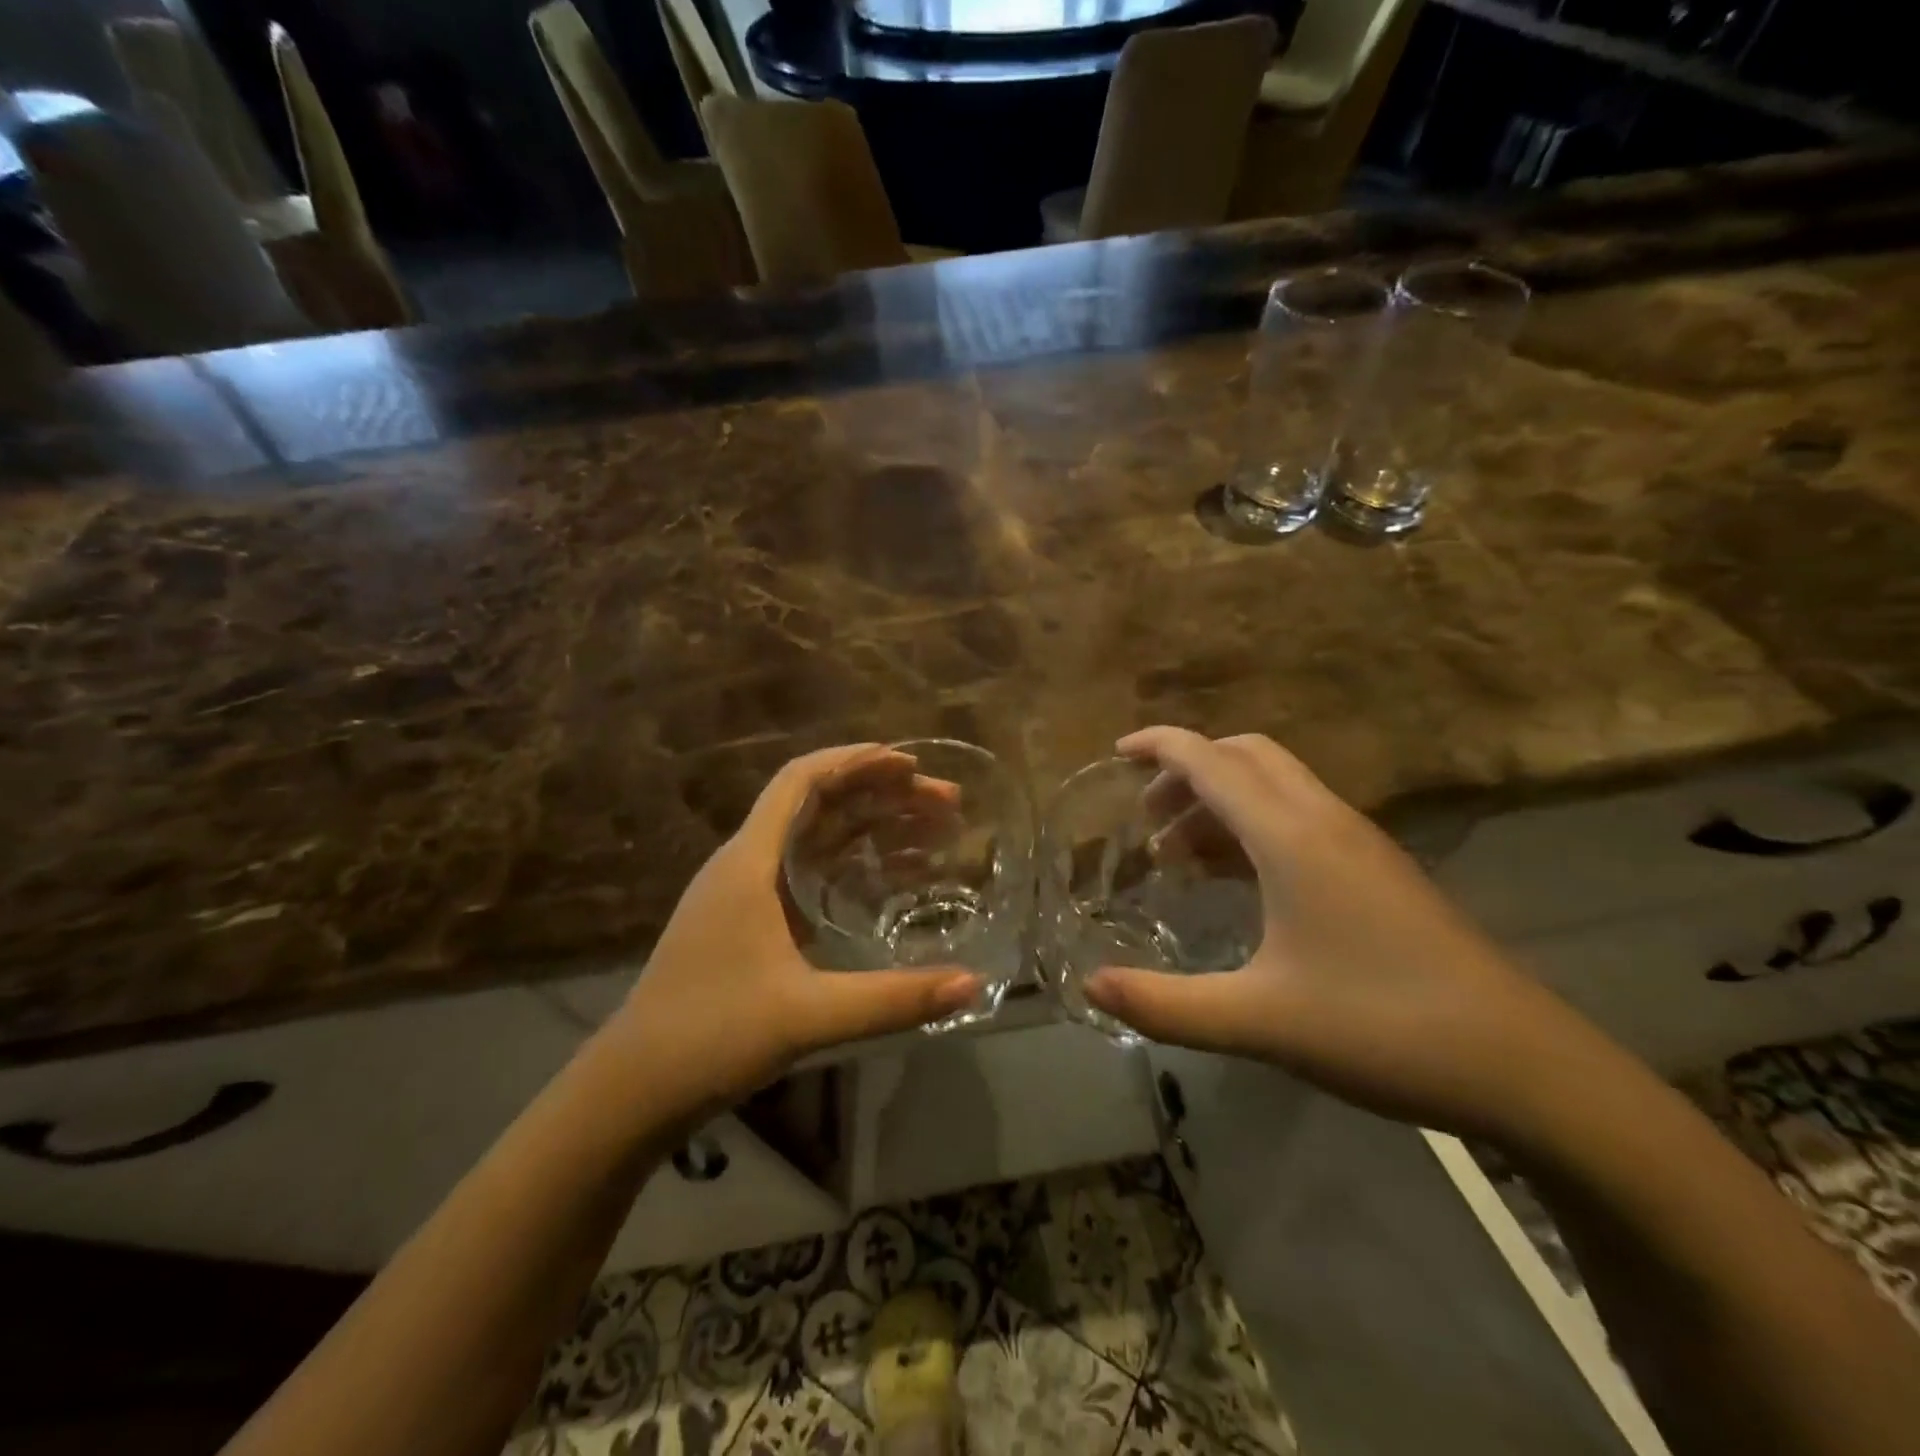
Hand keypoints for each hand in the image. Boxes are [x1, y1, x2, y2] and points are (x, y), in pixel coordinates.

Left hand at [603, 745, 980, 1120]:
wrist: (633, 1088)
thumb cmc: (711, 1037)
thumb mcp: (809, 1016)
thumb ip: (893, 999)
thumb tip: (973, 984)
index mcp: (749, 862)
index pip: (801, 781)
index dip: (856, 761)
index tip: (910, 764)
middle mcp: (744, 863)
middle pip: (816, 803)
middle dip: (879, 792)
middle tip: (942, 802)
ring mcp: (743, 892)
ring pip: (813, 836)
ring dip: (867, 824)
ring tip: (927, 828)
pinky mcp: (747, 920)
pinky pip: (806, 869)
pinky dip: (848, 860)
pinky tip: (883, 876)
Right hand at [1083, 727, 1619, 1140]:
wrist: (1523, 1066)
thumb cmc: (1382, 1029)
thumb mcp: (1259, 1021)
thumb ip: (1166, 1004)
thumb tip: (1090, 987)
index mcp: (1292, 837)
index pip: (1211, 761)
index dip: (1160, 746)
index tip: (1116, 751)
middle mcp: (1325, 821)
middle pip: (1247, 757)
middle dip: (1188, 770)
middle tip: (1146, 815)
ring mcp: (1359, 844)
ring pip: (1276, 788)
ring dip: (1220, 802)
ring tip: (1177, 855)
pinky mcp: (1378, 872)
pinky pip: (1300, 820)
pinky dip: (1253, 829)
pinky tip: (1236, 881)